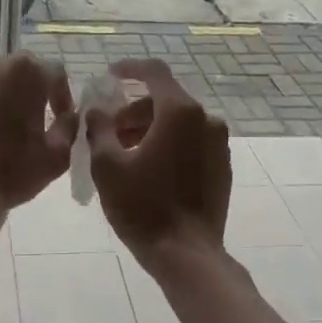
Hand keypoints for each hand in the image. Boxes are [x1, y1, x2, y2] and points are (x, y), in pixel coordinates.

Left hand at [0, 54, 75, 221]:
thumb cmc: (11, 170)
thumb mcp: (57, 155)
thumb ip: (69, 127)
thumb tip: (68, 117)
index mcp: (26, 72)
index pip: (55, 73)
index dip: (63, 96)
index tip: (62, 118)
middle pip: (22, 71)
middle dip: (33, 91)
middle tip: (37, 119)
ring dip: (5, 97)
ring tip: (8, 126)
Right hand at [86, 59, 230, 261]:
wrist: (186, 254)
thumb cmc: (142, 207)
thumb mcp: (107, 165)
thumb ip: (99, 127)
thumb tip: (98, 109)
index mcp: (179, 112)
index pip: (154, 72)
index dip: (129, 68)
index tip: (108, 76)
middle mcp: (206, 119)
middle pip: (165, 100)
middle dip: (133, 110)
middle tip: (108, 132)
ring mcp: (219, 143)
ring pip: (179, 122)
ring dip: (150, 128)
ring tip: (124, 153)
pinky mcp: (223, 165)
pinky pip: (191, 142)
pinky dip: (169, 144)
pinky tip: (149, 168)